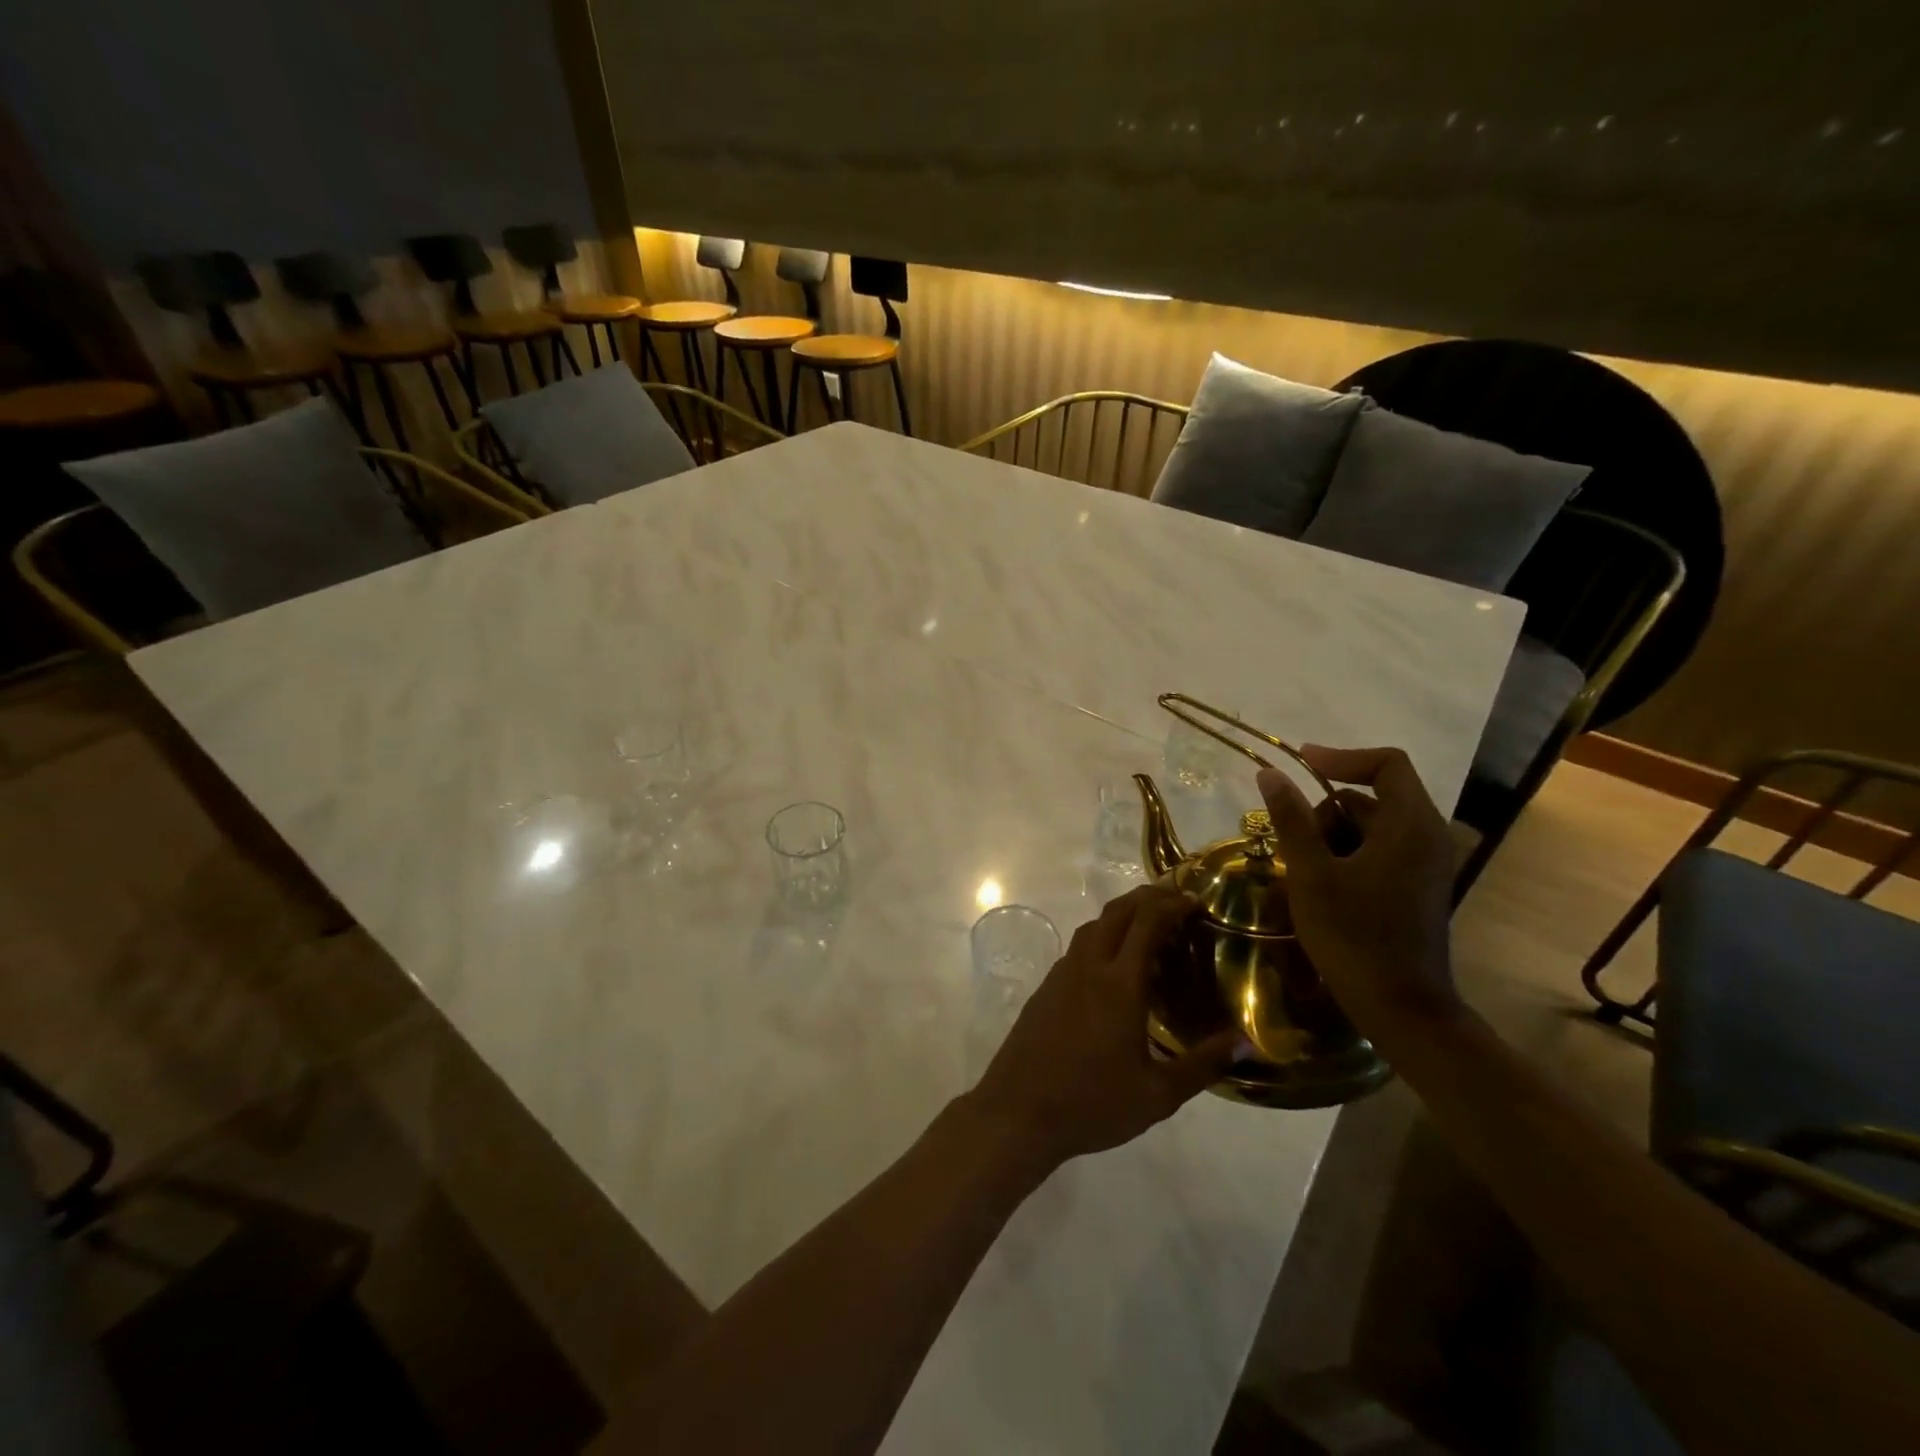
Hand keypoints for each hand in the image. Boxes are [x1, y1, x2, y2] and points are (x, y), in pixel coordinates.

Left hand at [966, 885, 1243, 1168]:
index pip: (1147, 923)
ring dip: (1122, 915)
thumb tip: (1245, 1041)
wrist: (1018, 1112)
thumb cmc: (1092, 1104)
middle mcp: (1088, 967)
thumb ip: (1204, 1064)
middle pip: (1117, 912)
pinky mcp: (1046, 988)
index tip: (1196, 901)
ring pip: (1093, 926)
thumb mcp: (1158, 1095)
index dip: (1172, 904)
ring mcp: (1062, 974)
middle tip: (1177, 902)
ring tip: (1149, 928)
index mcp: (1119, 985)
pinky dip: (1102, 938)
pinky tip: (1114, 967)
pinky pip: (1079, 947)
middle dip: (1148, 897)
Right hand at [1256, 746, 1461, 1033]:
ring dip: (1332, 836)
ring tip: (1302, 871)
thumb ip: (1291, 818)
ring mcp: (1426, 865)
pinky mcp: (1418, 887)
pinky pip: (1379, 851)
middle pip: (1372, 797)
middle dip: (1326, 811)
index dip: (1341, 757)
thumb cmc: (1353, 935)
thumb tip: (1270, 773)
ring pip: (1371, 827)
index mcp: (1411, 826)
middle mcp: (1427, 837)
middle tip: (1291, 842)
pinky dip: (1347, 855)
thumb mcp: (1311, 873)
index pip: (1387, 764)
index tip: (1300, 764)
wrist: (1400, 1008)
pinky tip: (1321, 886)